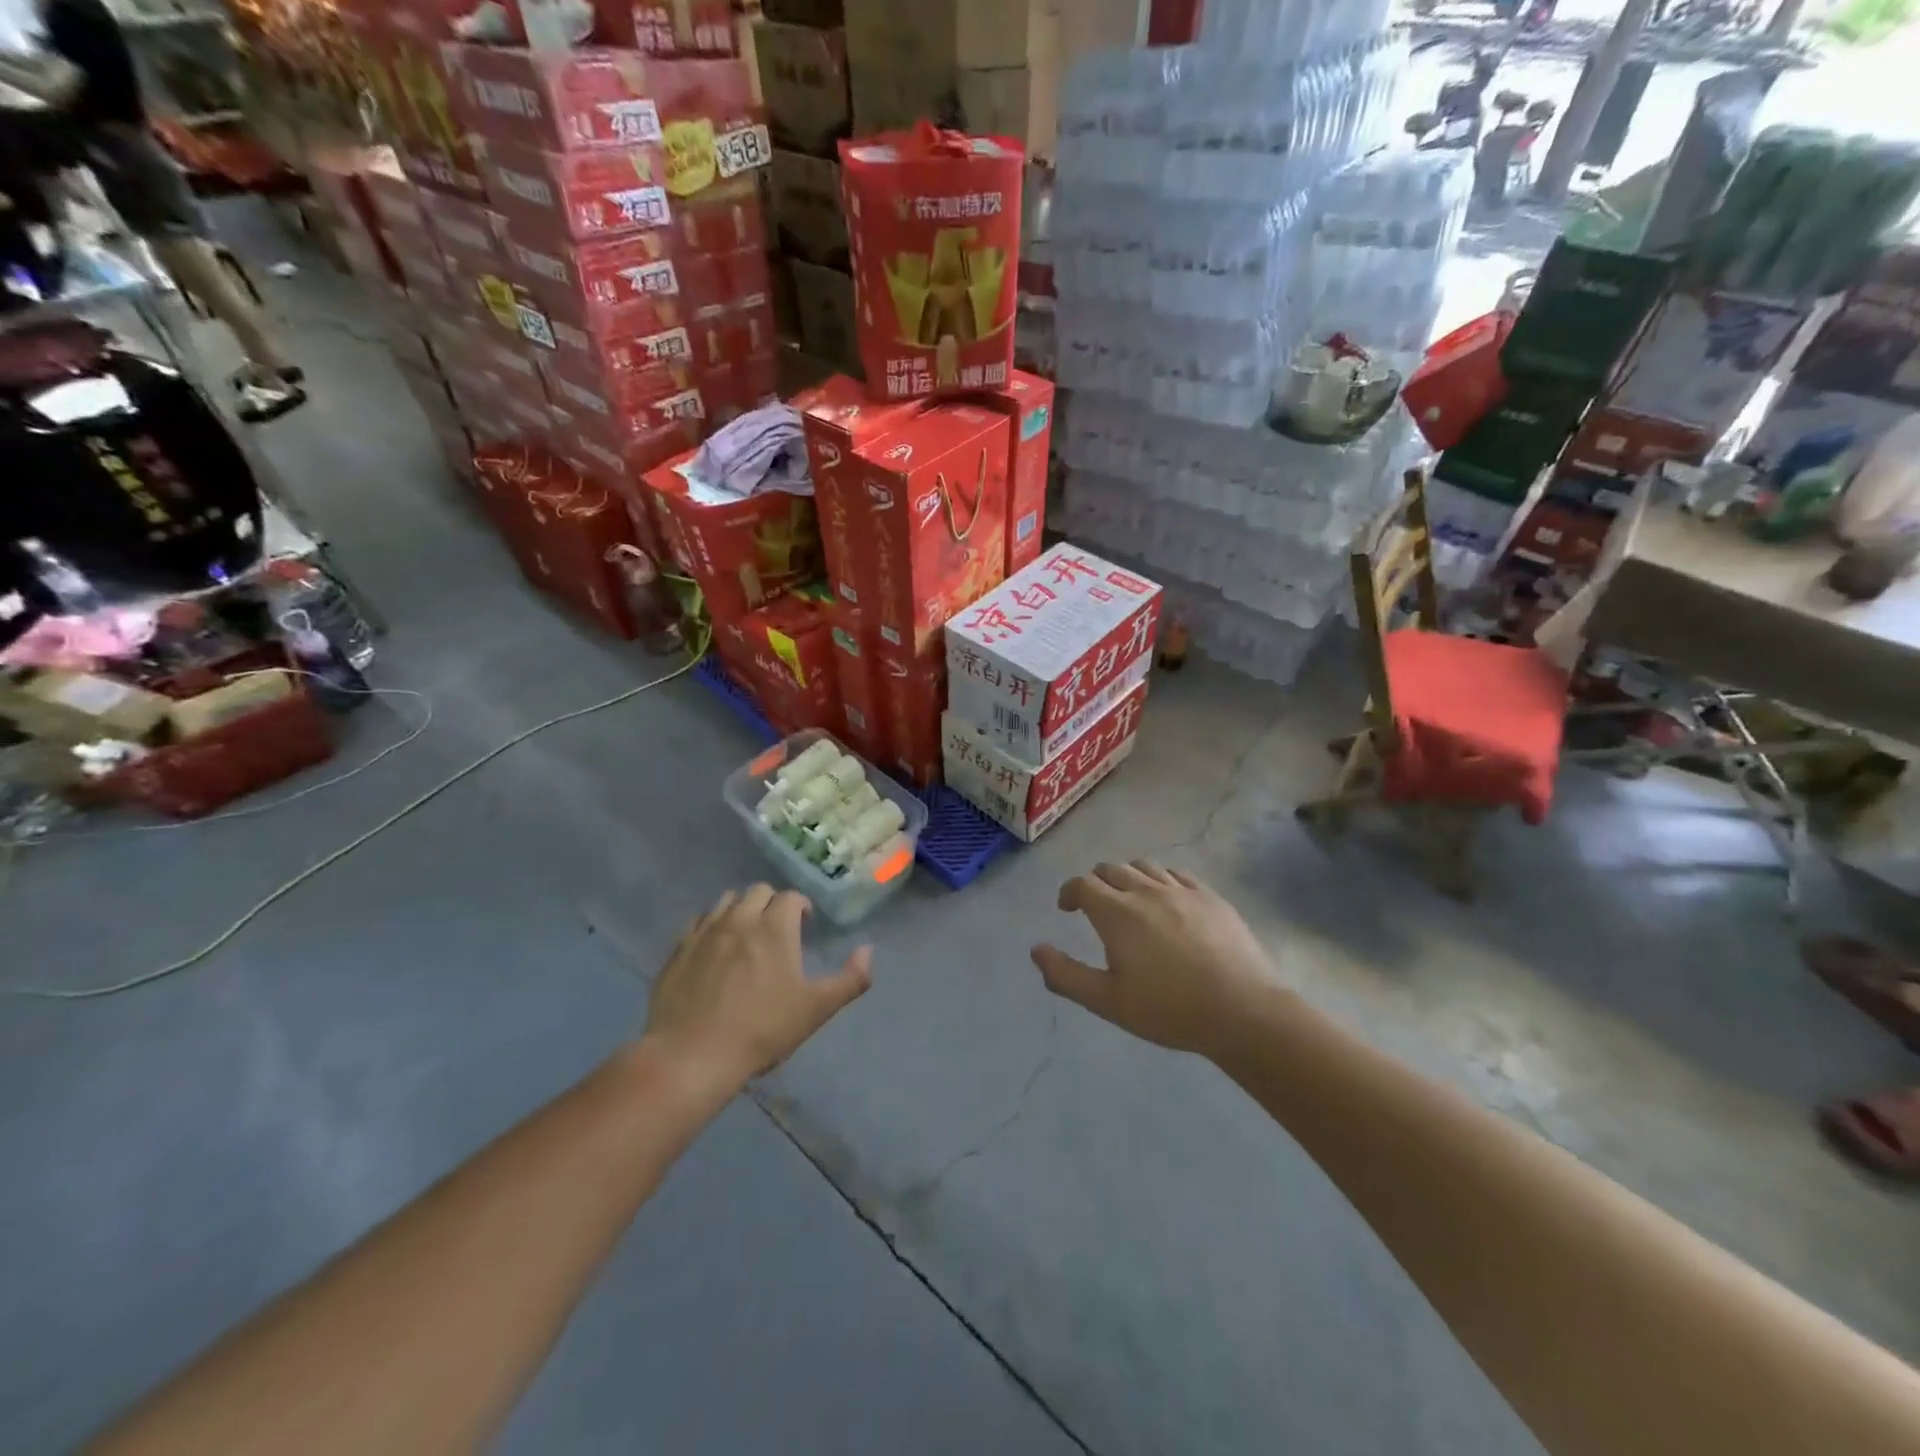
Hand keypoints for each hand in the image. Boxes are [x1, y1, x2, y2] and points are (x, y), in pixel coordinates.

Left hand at [644, 885, 872, 1088]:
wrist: (691, 1056)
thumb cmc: (761, 1030)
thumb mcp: (817, 1009)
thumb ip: (850, 979)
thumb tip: (868, 951)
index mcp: (775, 927)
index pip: (791, 897)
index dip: (801, 906)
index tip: (805, 924)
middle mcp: (740, 918)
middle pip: (758, 891)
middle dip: (772, 903)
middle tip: (777, 928)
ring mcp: (705, 931)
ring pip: (726, 901)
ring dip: (741, 909)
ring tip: (746, 934)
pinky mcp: (678, 949)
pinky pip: (698, 921)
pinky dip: (712, 926)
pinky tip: (714, 950)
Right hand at [1033, 862, 1279, 1058]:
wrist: (1242, 1011)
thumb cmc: (1169, 1009)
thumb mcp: (1107, 1001)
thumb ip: (1066, 975)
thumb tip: (1036, 950)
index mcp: (1117, 912)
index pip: (1083, 884)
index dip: (1069, 892)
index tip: (1067, 908)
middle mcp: (1146, 890)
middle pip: (1111, 869)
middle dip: (1096, 882)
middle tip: (1095, 905)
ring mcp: (1182, 890)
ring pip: (1144, 866)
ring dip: (1128, 876)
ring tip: (1129, 899)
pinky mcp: (1211, 897)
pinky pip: (1177, 874)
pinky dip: (1161, 879)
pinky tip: (1166, 900)